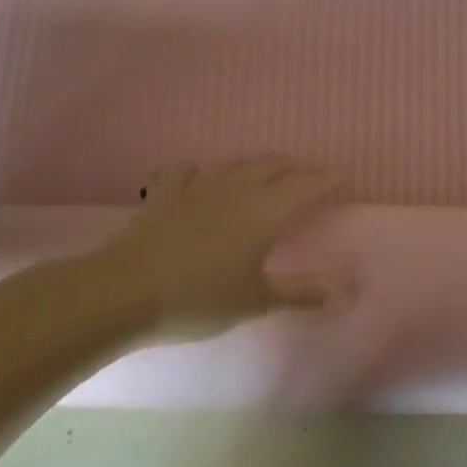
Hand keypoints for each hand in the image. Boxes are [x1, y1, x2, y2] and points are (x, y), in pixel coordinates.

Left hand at [75, 159, 344, 337]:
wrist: (122, 292)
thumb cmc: (198, 298)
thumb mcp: (255, 301)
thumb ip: (300, 293)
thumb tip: (344, 293)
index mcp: (265, 212)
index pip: (307, 186)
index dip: (328, 179)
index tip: (344, 177)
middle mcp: (237, 190)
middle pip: (273, 168)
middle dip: (295, 171)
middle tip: (307, 181)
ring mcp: (198, 189)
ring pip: (236, 165)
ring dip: (256, 167)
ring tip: (264, 175)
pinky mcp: (165, 195)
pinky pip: (186, 172)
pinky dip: (199, 171)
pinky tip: (197, 177)